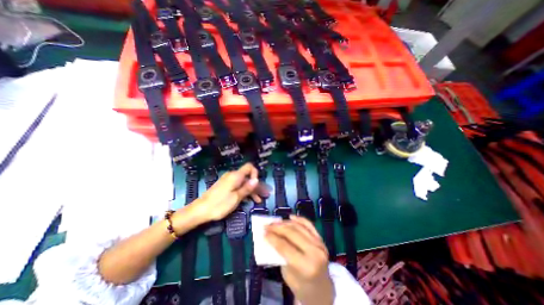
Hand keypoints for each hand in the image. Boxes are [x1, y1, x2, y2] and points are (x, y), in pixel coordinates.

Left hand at [181, 163, 260, 225]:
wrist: (200, 210)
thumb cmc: (219, 204)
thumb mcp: (236, 197)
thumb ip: (247, 188)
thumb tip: (257, 179)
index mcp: (236, 176)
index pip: (250, 167)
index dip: (256, 174)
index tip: (257, 185)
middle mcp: (233, 176)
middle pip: (248, 177)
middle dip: (257, 185)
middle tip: (265, 195)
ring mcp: (229, 181)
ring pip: (244, 183)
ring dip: (252, 190)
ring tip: (259, 200)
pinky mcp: (226, 187)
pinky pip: (238, 186)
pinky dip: (244, 192)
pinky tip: (249, 200)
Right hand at [266, 215, 333, 304]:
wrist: (322, 290)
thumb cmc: (302, 287)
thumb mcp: (287, 274)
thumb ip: (280, 255)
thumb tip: (271, 237)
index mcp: (306, 266)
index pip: (285, 247)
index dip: (273, 238)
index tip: (263, 232)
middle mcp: (315, 252)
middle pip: (292, 233)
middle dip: (277, 227)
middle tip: (267, 225)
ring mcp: (319, 244)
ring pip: (299, 227)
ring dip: (285, 222)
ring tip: (275, 222)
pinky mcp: (321, 239)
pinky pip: (309, 225)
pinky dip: (299, 219)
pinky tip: (290, 217)